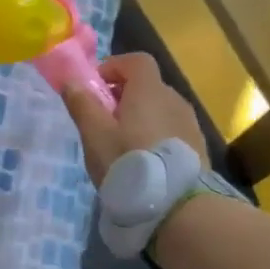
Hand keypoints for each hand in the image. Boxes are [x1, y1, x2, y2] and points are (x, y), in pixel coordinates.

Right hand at [61, 53, 207, 185]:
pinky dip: (156, 136)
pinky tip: (145, 163)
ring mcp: (190, 124)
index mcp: (150, 91)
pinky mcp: (198, 148)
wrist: (177, 207)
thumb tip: (71, 80)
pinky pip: (172, 130)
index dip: (114, 67)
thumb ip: (82, 104)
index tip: (96, 88)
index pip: (136, 61)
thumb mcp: (95, 135)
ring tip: (123, 146)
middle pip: (147, 86)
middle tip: (103, 122)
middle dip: (123, 96)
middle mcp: (175, 100)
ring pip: (160, 110)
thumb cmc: (128, 163)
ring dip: (141, 118)